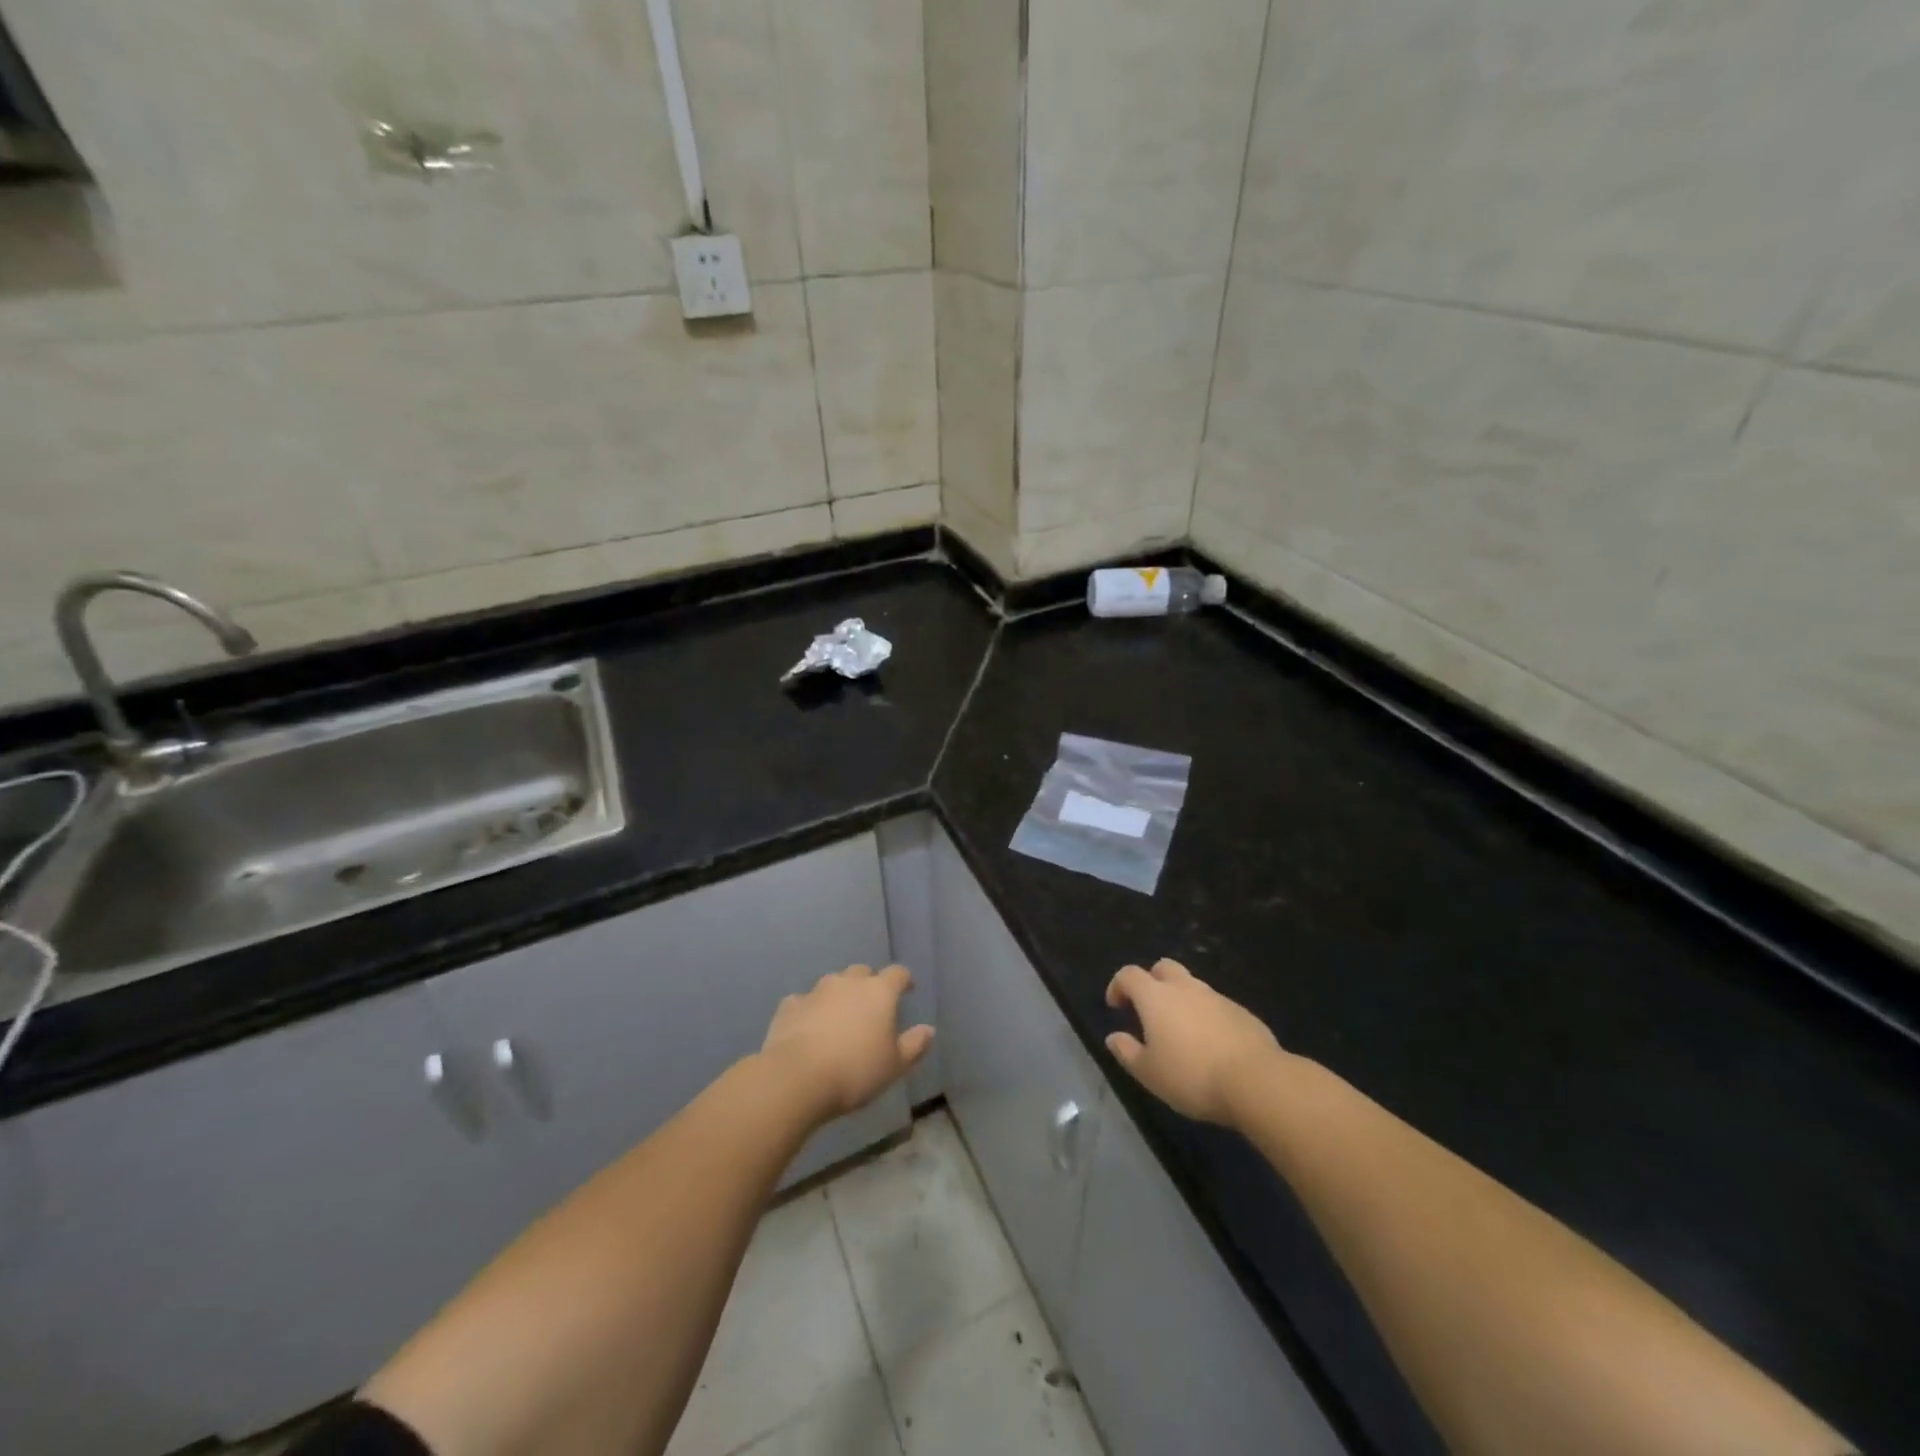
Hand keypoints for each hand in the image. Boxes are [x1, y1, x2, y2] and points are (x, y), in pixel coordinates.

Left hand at [760, 964, 934, 1123]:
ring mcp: (816, 991)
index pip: (897, 974)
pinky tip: (808, 1028)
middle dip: (868, 984)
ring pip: (832, 984)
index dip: (904, 980)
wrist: (797, 1078)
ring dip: (838, 996)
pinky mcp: (789, 1006)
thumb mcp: (894, 1065)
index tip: (907, 989)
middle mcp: (848, 983)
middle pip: (862, 973)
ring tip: (839, 1018)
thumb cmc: (855, 1071)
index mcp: (879, 992)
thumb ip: (914, 1045)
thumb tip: (929, 1030)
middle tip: (871, 1007)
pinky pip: (804, 1002)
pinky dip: (810, 1010)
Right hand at [1105, 960, 1281, 1126]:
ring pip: (1192, 985)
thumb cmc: (1192, 1076)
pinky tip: (1210, 1044)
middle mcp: (1185, 988)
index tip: (1116, 1006)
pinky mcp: (1241, 1012)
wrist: (1256, 1081)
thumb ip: (1127, 1052)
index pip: (1129, 974)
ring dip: (1180, 999)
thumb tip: (1114, 1037)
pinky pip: (1215, 1005)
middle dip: (1151, 981)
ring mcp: (1216, 997)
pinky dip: (1205, 1015)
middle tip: (1148, 1009)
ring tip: (1180, 1031)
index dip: (1118, 985)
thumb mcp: (1149, 1073)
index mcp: (1156, 997)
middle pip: (1163, 967)